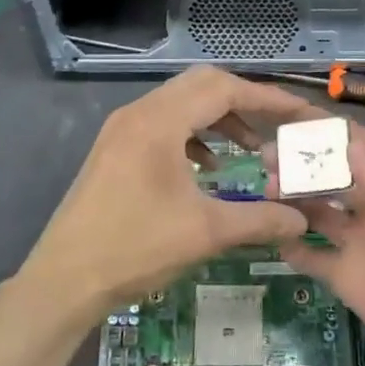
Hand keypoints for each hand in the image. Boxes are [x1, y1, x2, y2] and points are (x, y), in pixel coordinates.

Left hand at [16, 67, 315, 325]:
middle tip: (277, 126)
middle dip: (244, 102)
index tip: (301, 113)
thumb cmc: (134, 248)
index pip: (224, 89)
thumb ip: (259, 220)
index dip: (268, 98)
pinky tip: (207, 168)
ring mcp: (121, 130)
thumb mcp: (205, 233)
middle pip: (202, 86)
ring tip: (250, 149)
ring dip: (218, 119)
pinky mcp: (114, 150)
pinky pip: (163, 124)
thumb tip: (301, 221)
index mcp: (159, 121)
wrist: (63, 280)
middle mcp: (138, 113)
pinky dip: (193, 136)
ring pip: (181, 104)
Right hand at [274, 125, 364, 365]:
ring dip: (291, 196)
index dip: (329, 131)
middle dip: (301, 161)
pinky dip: (290, 243)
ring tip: (265, 188)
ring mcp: (361, 241)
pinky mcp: (346, 278)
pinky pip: (311, 255)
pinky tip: (270, 231)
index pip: (361, 145)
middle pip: (332, 173)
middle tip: (266, 154)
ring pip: (316, 208)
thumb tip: (345, 146)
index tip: (290, 116)